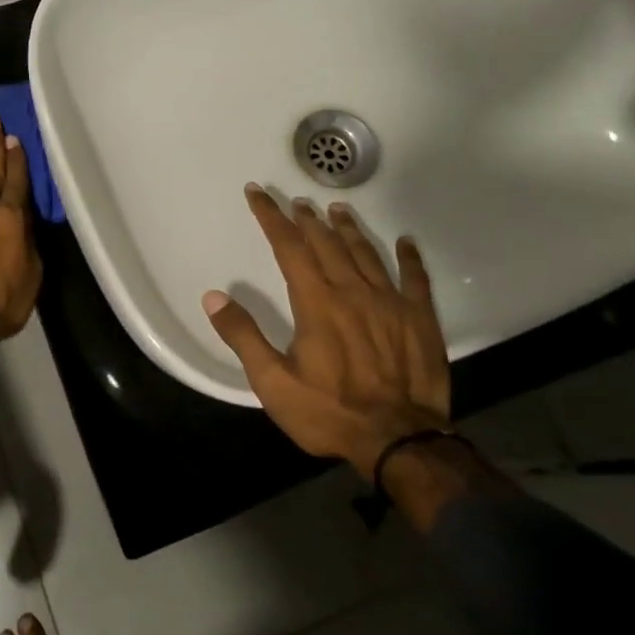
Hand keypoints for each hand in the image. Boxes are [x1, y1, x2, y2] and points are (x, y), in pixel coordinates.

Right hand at [202, 184, 451, 479]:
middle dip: (307, 219)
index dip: (271, 217)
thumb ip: (243, 336)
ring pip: (366, 253)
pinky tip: (406, 242)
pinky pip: (415, 278)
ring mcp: (391, 302)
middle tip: (297, 201)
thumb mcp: (273, 382)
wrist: (399, 441)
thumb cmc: (329, 412)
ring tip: (337, 210)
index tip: (258, 193)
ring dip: (349, 229)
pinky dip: (409, 258)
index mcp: (316, 302)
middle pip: (327, 243)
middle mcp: (353, 291)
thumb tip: (213, 297)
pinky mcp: (420, 319)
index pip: (289, 246)